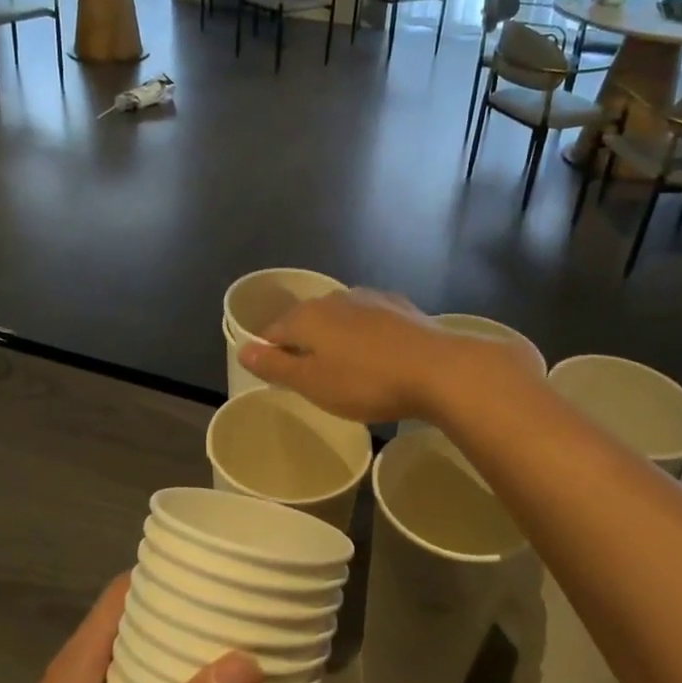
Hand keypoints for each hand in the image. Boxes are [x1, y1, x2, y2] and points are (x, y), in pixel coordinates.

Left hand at [0, 575, 263, 682]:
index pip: (121, 594)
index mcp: (75, 669)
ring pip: (126, 673)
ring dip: (169, 668)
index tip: (213, 576)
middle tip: (232, 624)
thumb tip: (247, 662)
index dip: (164, 577)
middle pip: (128, 631)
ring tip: (223, 668)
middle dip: (177, 625)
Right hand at [239, 288, 527, 423]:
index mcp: (307, 316)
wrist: (438, 369)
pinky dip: (365, 335)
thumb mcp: (313, 383)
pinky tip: (379, 355)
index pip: (273, 332)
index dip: (270, 355)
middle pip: (306, 322)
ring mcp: (369, 298)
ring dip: (336, 339)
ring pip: (339, 319)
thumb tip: (243, 349)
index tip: (279, 379)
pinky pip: (369, 320)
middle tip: (313, 379)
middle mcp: (334, 298)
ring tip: (347, 369)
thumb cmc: (366, 382)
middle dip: (304, 345)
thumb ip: (275, 366)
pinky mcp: (399, 306)